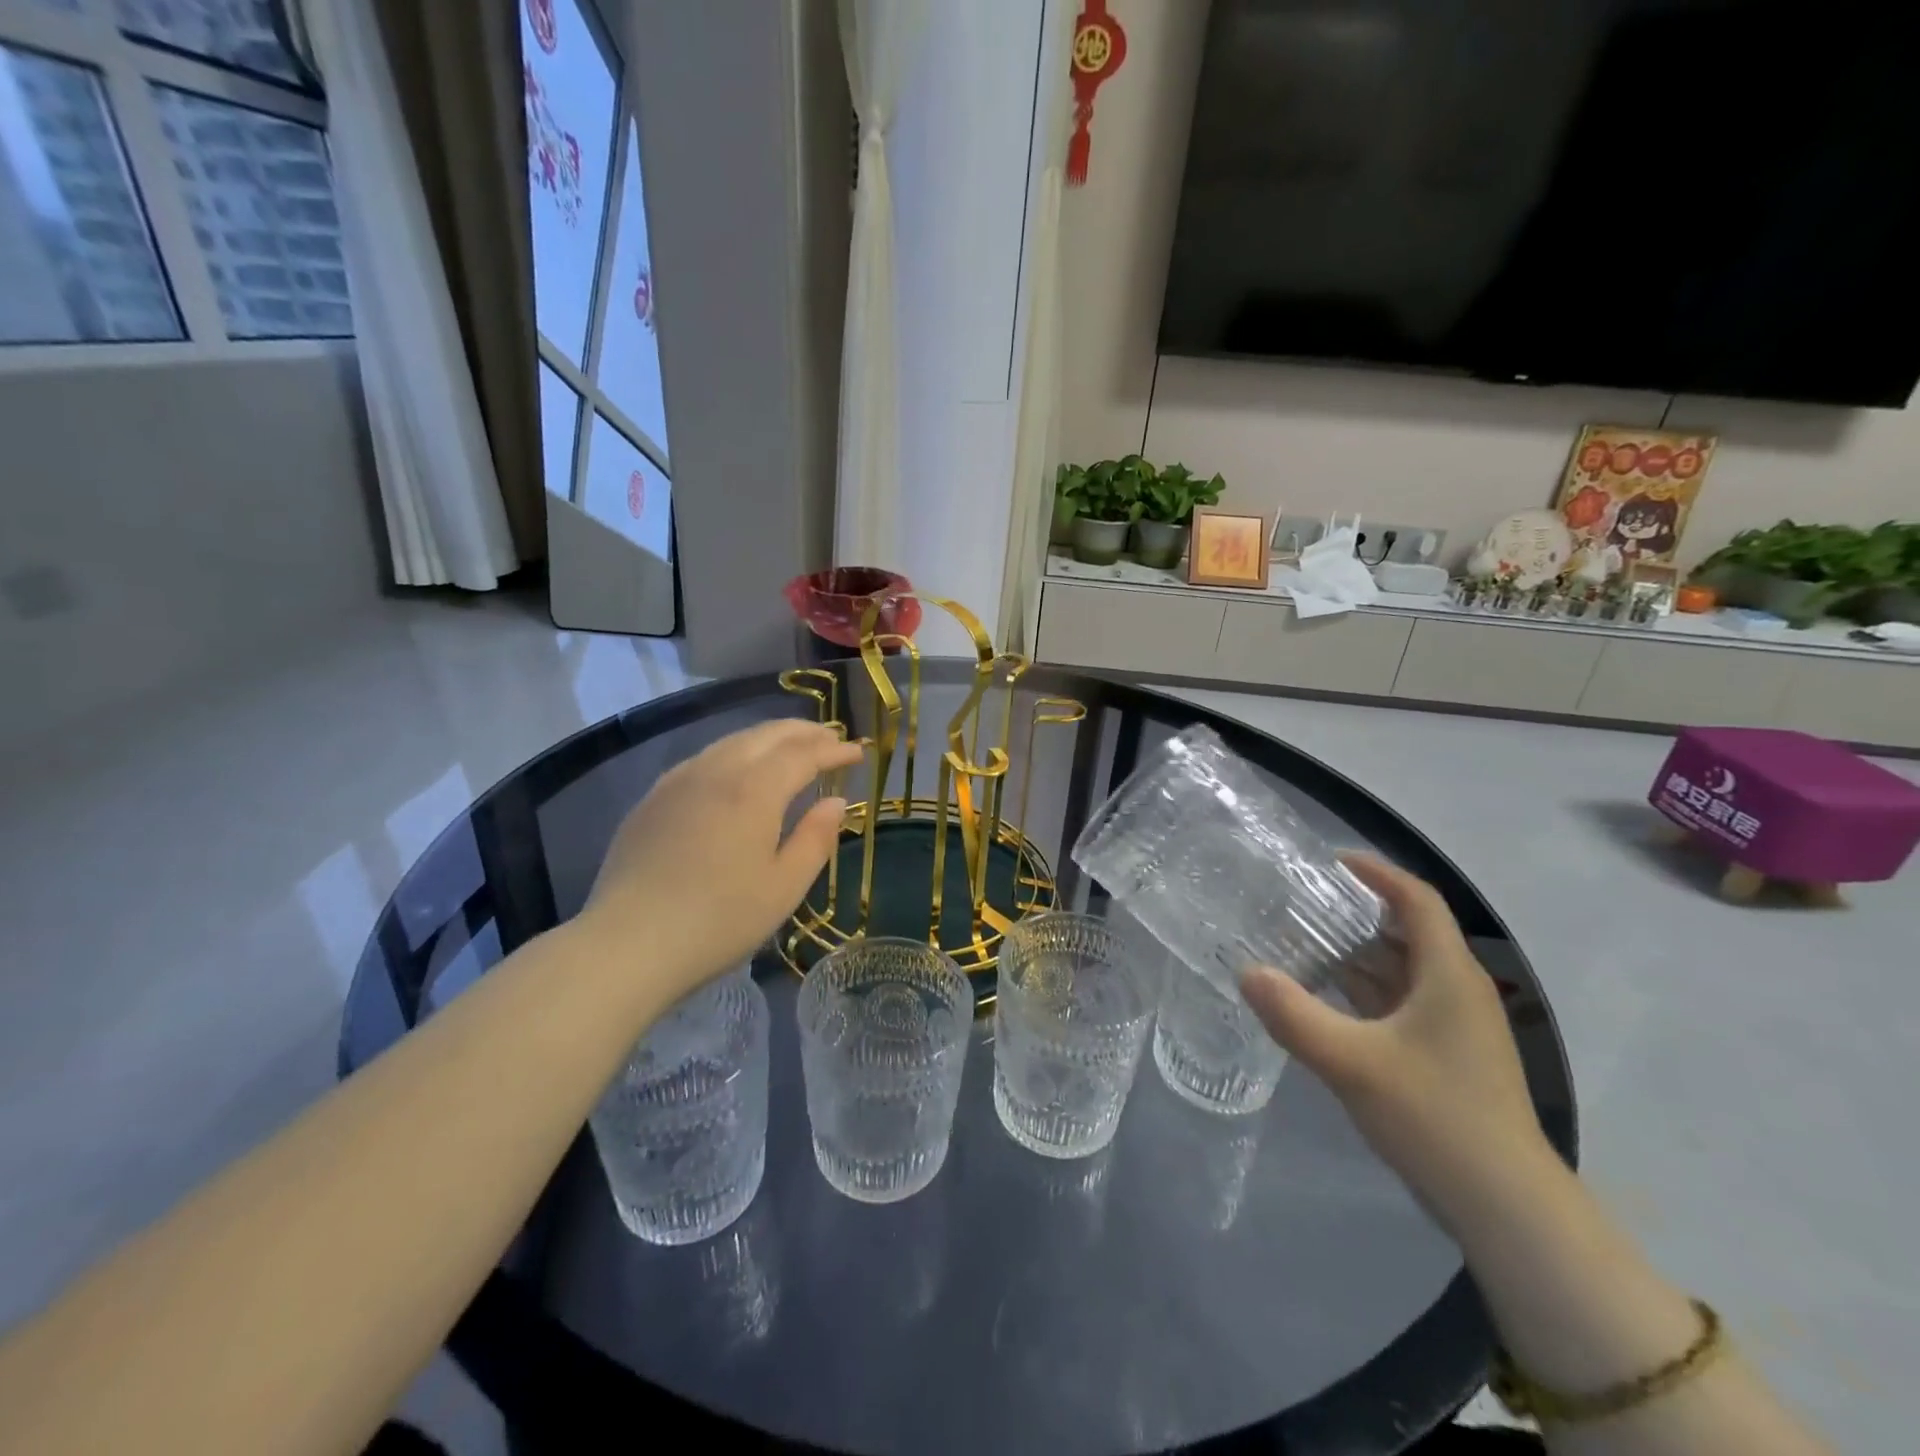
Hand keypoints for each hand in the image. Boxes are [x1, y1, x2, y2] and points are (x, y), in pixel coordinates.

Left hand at [579, 720, 861, 1004]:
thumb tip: (836, 802)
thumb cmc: (719, 920)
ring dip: (769, 737)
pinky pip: (704, 758)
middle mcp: (717, 771)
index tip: (858, 752)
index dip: (834, 750)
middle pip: (767, 735)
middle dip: (804, 732)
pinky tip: (737, 769)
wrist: (628, 944)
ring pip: (732, 741)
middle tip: (830, 738)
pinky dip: (735, 752)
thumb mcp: (784, 887)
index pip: (803, 754)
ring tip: (791, 746)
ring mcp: (679, 781)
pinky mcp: (653, 798)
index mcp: (754, 790)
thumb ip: (815, 838)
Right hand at [1241, 854, 1555, 1235]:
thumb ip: (1294, 1015)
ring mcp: (1454, 1026)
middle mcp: (1456, 990)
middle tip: (1298, 902)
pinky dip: (1362, 991)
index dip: (1376, 873)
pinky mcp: (1445, 1056)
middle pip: (1406, 931)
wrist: (1506, 1207)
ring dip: (1354, 954)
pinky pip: (1398, 1003)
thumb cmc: (1436, 1117)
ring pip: (1400, 970)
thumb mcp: (1352, 1062)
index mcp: (1448, 974)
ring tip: (1299, 942)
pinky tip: (1322, 999)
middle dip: (1354, 912)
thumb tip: (1246, 972)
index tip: (1329, 861)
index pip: (1416, 899)